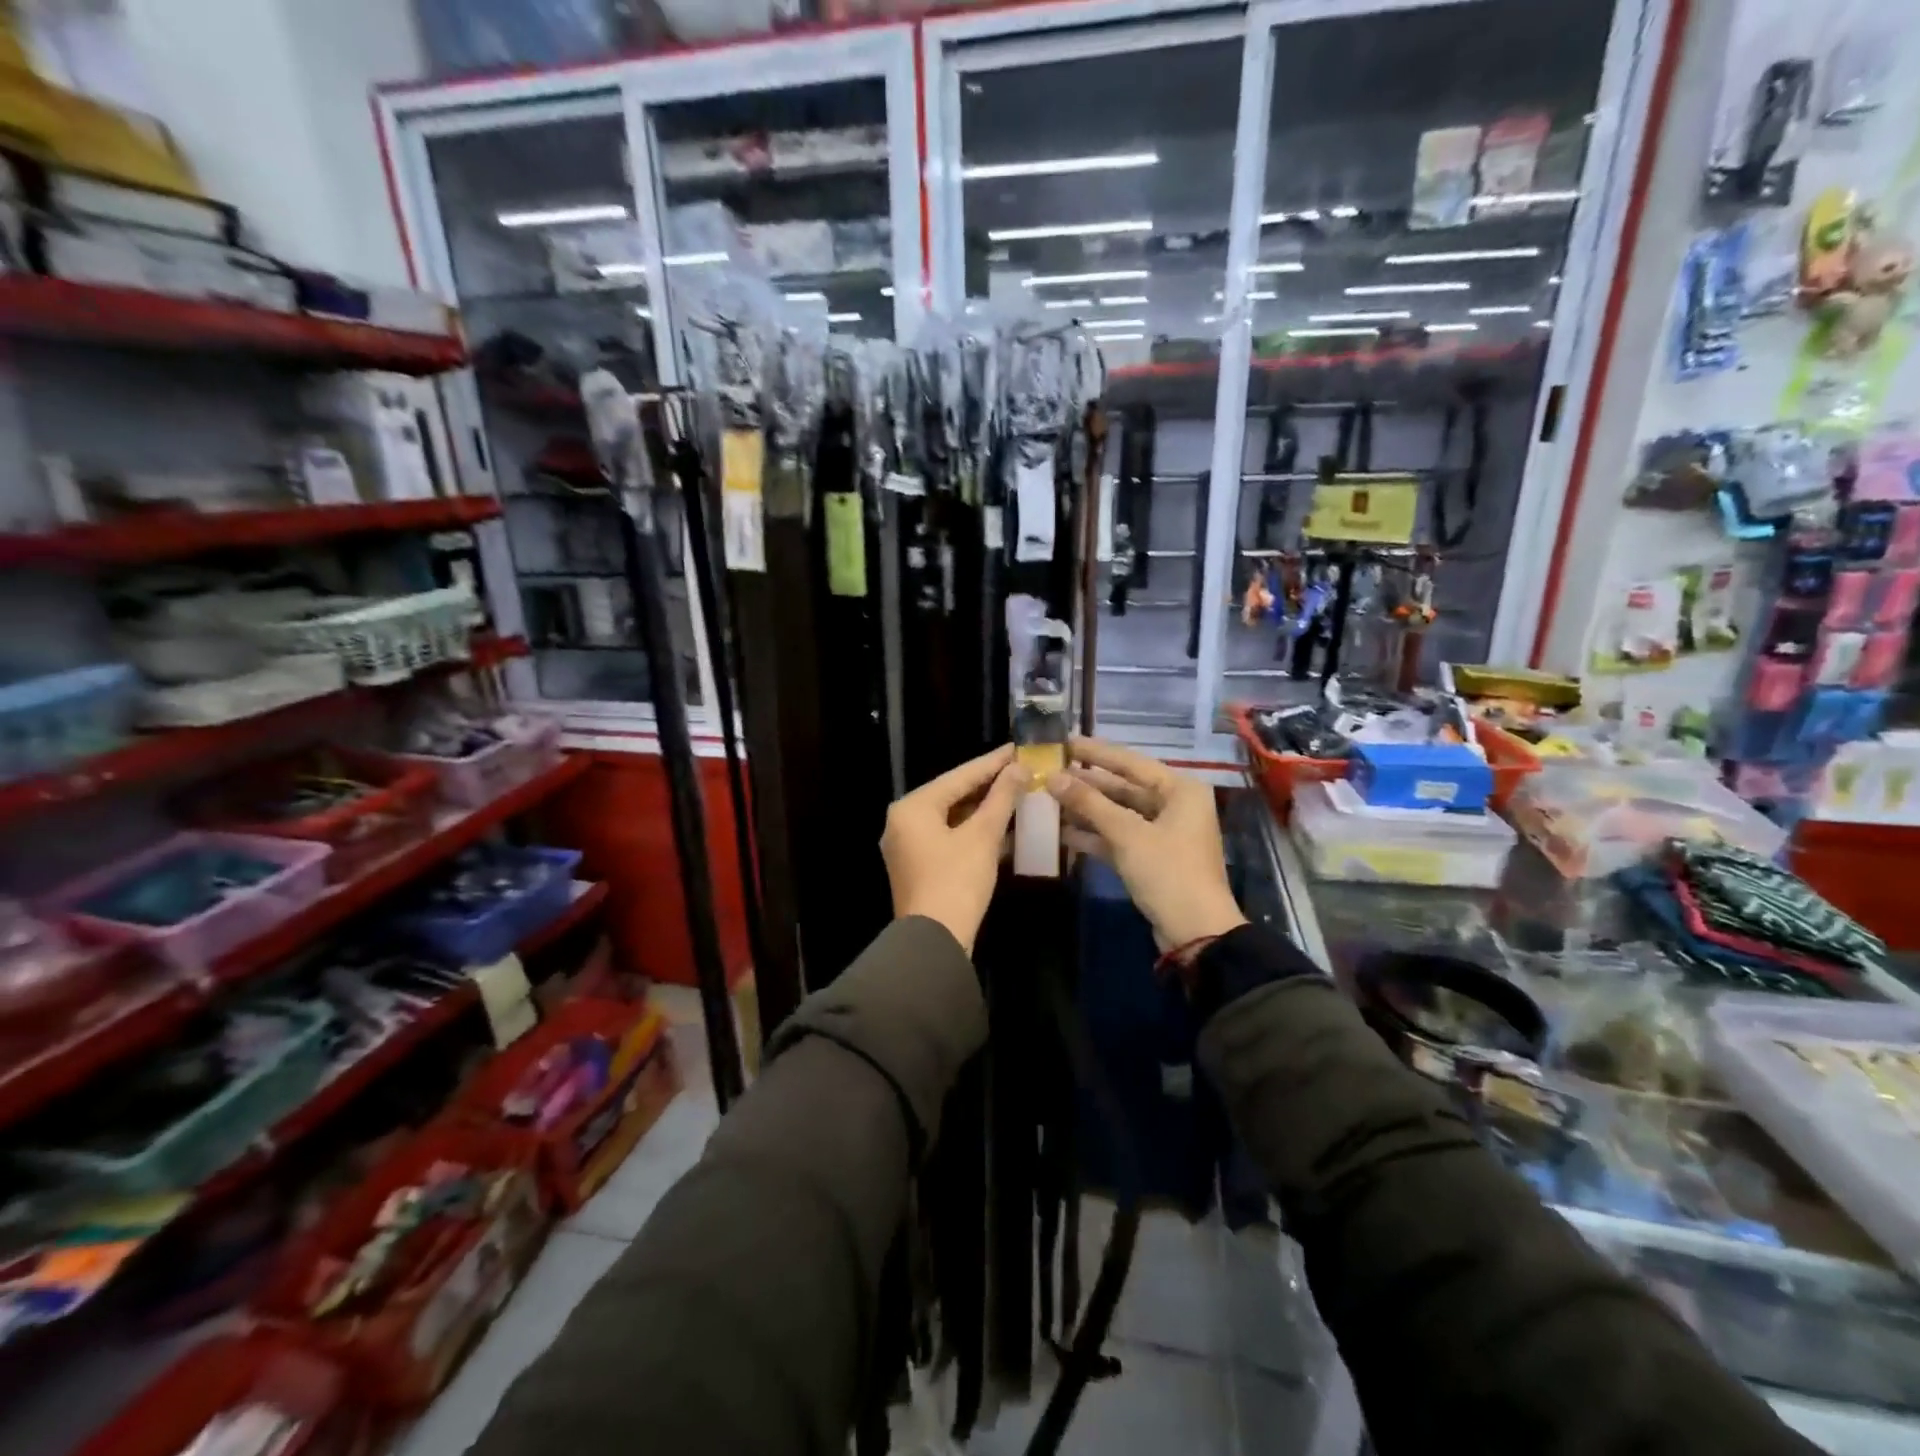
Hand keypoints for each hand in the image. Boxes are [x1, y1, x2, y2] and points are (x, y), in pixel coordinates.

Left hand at [882, 744, 1021, 954]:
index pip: (959, 776)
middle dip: (988, 785)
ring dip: (984, 809)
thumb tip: (1019, 768)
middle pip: (953, 795)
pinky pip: (949, 837)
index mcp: (912, 807)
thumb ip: (1001, 798)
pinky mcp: (919, 867)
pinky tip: (1002, 827)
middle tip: (1020, 770)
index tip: (1017, 748)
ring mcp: (908, 846)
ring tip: (1017, 794)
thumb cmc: (957, 881)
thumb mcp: (983, 836)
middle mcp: (903, 821)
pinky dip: (973, 831)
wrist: (935, 941)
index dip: (992, 763)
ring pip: (952, 817)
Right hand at [1047, 737, 1246, 951]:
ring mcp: (1163, 833)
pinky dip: (1095, 835)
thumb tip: (1053, 777)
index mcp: (1180, 790)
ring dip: (1087, 810)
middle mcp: (1174, 805)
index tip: (1064, 742)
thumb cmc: (1168, 872)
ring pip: (1118, 813)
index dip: (1096, 753)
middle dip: (1087, 783)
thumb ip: (1089, 803)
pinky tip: (1063, 833)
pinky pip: (1119, 837)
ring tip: (1049, 799)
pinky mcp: (1151, 858)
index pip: (1131, 762)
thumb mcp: (1127, 834)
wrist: (1195, 932)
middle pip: (1124, 787)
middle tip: (1050, 772)